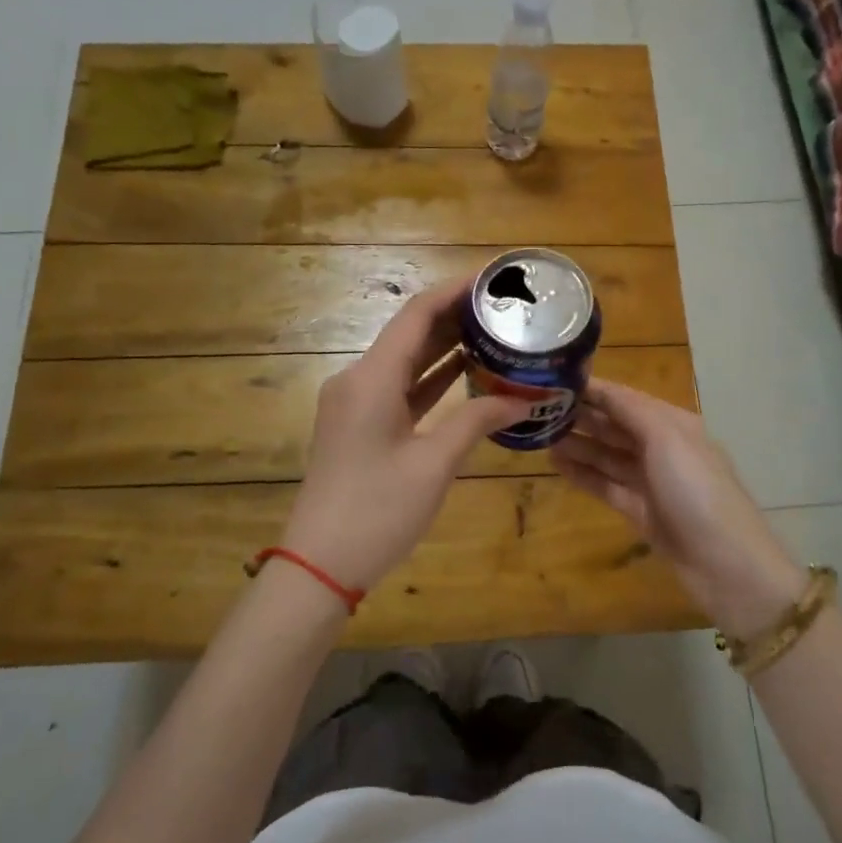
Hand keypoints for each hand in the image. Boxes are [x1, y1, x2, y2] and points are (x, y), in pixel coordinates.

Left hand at [280, 276, 528, 593]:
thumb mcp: (434, 465)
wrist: (319, 565)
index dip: (454, 290)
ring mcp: (356, 403)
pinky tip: (465, 372)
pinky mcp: (359, 425)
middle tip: (503, 305)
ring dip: (444, 345)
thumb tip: (522, 399)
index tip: (493, 277)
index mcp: (371, 378)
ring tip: (493, 330)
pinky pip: (400, 388)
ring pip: (405, 360)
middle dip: (454, 315)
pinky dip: (431, 378)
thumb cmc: (377, 511)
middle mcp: (358, 379)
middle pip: (409, 332)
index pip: (416, 314)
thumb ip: (476, 421)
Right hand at [553, 380, 806, 635]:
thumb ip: (631, 411)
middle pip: (616, 426)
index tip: (555, 381)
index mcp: (674, 424)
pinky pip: (606, 485)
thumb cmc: (697, 491)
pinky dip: (583, 474)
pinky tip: (556, 465)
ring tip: (540, 436)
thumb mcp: (667, 440)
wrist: (726, 564)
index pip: (626, 398)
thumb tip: (599, 387)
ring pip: (608, 455)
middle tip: (539, 409)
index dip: (594, 389)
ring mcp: (652, 482)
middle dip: (582, 416)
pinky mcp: (641, 511)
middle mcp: (663, 448)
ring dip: (578, 444)